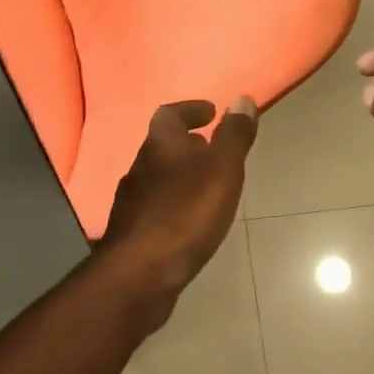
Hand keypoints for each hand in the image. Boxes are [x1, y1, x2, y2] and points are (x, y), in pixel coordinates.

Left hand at [100, 98, 258, 303]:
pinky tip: (188, 220)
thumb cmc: (185, 214)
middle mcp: (140, 167)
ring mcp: (131, 201)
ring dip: (180, 174)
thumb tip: (242, 99)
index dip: (191, 109)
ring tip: (207, 185)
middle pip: (163, 146)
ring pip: (158, 176)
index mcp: (160, 145)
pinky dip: (174, 202)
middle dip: (188, 144)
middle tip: (213, 149)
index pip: (170, 114)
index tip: (212, 112)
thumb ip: (233, 136)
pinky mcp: (131, 232)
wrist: (138, 274)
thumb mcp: (222, 170)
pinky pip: (156, 206)